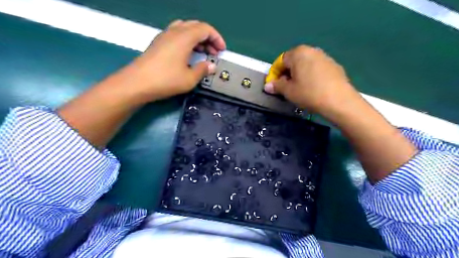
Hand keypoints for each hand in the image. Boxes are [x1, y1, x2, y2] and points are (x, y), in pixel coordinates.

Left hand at [129, 20, 224, 101]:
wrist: (137, 83)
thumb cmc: (166, 80)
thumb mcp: (190, 78)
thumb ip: (203, 70)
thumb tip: (211, 66)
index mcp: (184, 37)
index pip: (205, 29)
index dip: (217, 38)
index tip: (222, 50)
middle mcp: (174, 32)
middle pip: (196, 26)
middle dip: (208, 38)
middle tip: (213, 52)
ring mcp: (164, 36)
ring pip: (185, 29)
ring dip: (197, 38)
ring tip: (202, 52)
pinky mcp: (158, 43)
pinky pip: (176, 34)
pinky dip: (186, 40)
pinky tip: (187, 54)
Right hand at [264, 44, 359, 115]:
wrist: (339, 100)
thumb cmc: (309, 93)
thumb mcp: (288, 91)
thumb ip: (276, 86)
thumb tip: (267, 86)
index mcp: (298, 53)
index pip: (280, 61)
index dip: (274, 74)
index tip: (274, 86)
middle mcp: (311, 50)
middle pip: (293, 61)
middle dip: (287, 74)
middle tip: (286, 88)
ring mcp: (325, 57)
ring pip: (305, 65)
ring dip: (299, 75)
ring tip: (299, 89)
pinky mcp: (334, 65)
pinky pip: (316, 69)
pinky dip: (311, 76)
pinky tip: (313, 88)